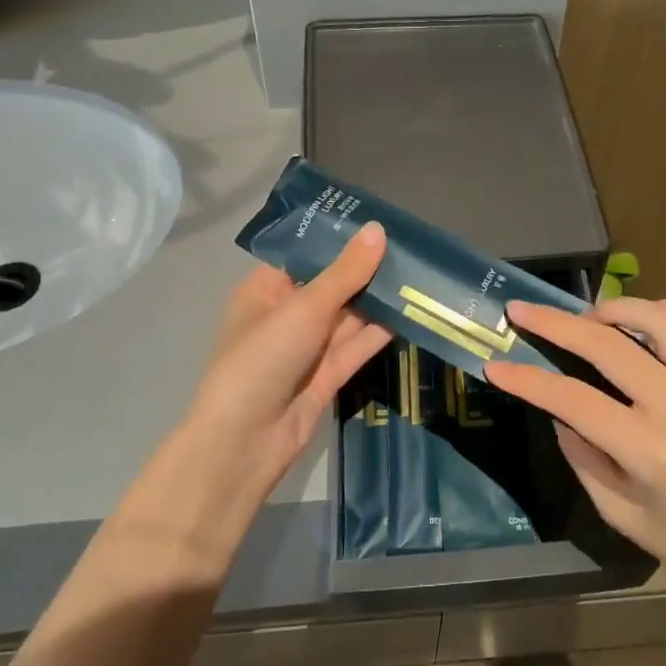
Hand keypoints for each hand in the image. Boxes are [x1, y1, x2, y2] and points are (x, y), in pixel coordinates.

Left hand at [176, 223, 391, 507]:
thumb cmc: (262, 359)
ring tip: (420, 273)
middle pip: (333, 285)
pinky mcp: (328, 374)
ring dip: (379, 300)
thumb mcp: (304, 308)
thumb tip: (378, 229)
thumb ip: (345, 272)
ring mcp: (308, 347)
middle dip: (367, 270)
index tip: (380, 222)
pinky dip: (380, 330)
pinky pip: (357, 345)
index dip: (340, 240)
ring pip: (349, 316)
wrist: (246, 442)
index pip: (306, 256)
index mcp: (266, 290)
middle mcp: (287, 315)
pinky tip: (412, 310)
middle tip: (412, 246)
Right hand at [484, 297, 665, 615]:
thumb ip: (584, 459)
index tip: (496, 365)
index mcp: (650, 450)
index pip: (573, 399)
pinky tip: (647, 320)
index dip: (528, 380)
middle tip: (522, 310)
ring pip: (659, 318)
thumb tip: (560, 413)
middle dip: (555, 322)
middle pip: (608, 345)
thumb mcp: (623, 516)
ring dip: (614, 308)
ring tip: (588, 317)